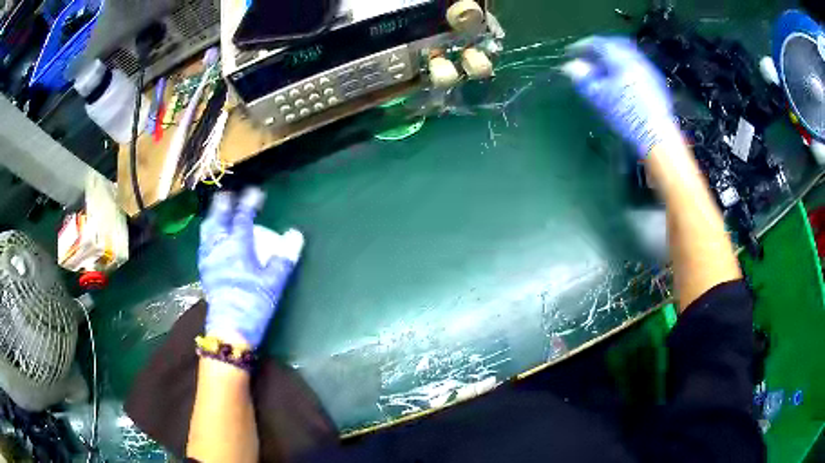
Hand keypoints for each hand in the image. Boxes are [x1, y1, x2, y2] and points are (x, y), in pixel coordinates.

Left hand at [198, 188, 303, 348]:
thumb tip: (295, 235)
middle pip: (218, 218)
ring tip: (218, 212)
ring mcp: (208, 258)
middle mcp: (219, 248)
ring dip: (213, 217)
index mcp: (237, 248)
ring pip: (207, 229)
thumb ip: (284, 257)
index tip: (255, 192)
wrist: (230, 328)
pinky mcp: (204, 270)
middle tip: (230, 195)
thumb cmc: (253, 304)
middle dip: (223, 204)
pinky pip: (203, 243)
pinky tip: (211, 237)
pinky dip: (207, 233)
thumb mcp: (273, 282)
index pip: (243, 218)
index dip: (250, 202)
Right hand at [562, 36, 681, 157]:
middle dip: (598, 50)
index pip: (597, 43)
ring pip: (626, 55)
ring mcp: (649, 70)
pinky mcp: (656, 83)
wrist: (657, 137)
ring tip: (602, 70)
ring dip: (611, 58)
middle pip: (613, 45)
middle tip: (586, 58)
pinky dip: (623, 67)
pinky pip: (635, 65)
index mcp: (621, 59)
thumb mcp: (600, 98)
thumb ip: (583, 79)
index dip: (581, 46)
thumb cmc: (627, 117)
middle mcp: (636, 59)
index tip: (570, 53)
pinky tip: (620, 80)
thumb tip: (570, 66)